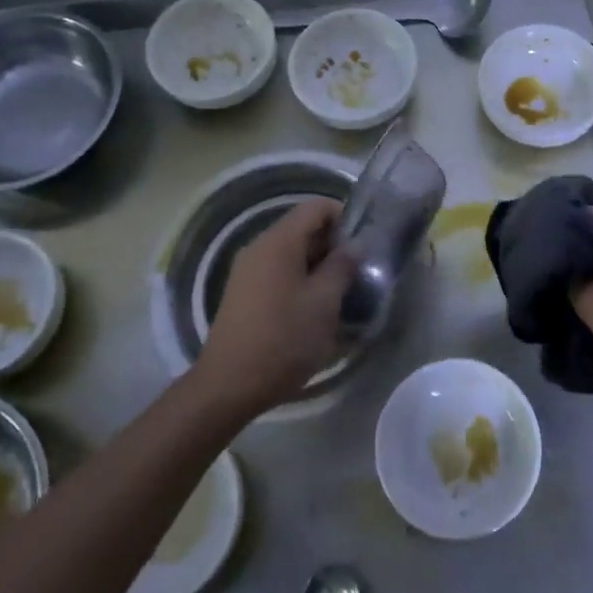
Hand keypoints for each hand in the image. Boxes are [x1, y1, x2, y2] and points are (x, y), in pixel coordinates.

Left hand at [197, 196, 355, 417]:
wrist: (229, 385)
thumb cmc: (283, 339)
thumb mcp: (324, 303)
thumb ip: (342, 267)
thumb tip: (354, 245)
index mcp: (279, 241)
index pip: (316, 207)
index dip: (344, 217)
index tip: (363, 245)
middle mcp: (259, 247)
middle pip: (302, 228)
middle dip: (333, 244)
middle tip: (357, 272)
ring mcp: (248, 270)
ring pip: (291, 252)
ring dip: (318, 265)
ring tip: (340, 293)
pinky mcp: (243, 293)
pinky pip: (278, 271)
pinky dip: (300, 279)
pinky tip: (314, 308)